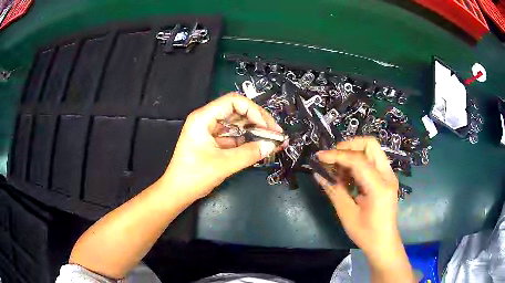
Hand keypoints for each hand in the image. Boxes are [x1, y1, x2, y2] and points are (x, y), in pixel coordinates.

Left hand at [161, 93, 282, 200]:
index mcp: (204, 118)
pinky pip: (234, 136)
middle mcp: (207, 119)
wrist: (178, 192)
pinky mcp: (214, 142)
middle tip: (275, 133)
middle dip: (258, 120)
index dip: (253, 111)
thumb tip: (273, 145)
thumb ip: (250, 153)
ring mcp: (210, 131)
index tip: (267, 127)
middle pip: (237, 111)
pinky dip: (247, 140)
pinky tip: (260, 146)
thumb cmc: (194, 176)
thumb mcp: (224, 164)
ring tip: (272, 140)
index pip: (233, 101)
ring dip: (255, 131)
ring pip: (237, 124)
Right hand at [313, 137, 400, 260]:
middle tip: (332, 157)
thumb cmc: (366, 233)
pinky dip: (358, 162)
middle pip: (370, 144)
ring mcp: (389, 175)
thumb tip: (318, 174)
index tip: (319, 156)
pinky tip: (347, 175)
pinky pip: (372, 160)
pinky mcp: (387, 178)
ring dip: (353, 153)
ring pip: (371, 150)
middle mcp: (388, 175)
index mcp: (379, 187)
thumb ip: (334, 191)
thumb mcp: (347, 214)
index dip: (337, 155)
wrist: (384, 242)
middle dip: (349, 145)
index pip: (358, 160)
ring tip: (338, 169)